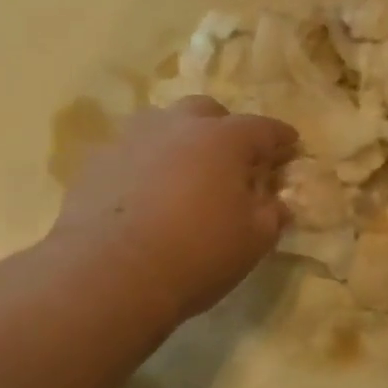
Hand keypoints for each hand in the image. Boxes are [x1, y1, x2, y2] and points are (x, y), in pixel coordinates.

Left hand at [52, 96, 297, 323]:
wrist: (109, 275)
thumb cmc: (195, 256)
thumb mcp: (252, 242)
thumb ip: (271, 214)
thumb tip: (276, 202)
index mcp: (224, 139)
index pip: (263, 129)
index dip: (280, 138)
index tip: (290, 146)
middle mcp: (177, 125)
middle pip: (207, 113)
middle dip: (224, 130)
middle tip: (231, 161)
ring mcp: (131, 139)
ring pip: (163, 125)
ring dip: (180, 141)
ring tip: (183, 173)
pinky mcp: (97, 161)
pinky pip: (131, 153)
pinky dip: (144, 164)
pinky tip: (143, 194)